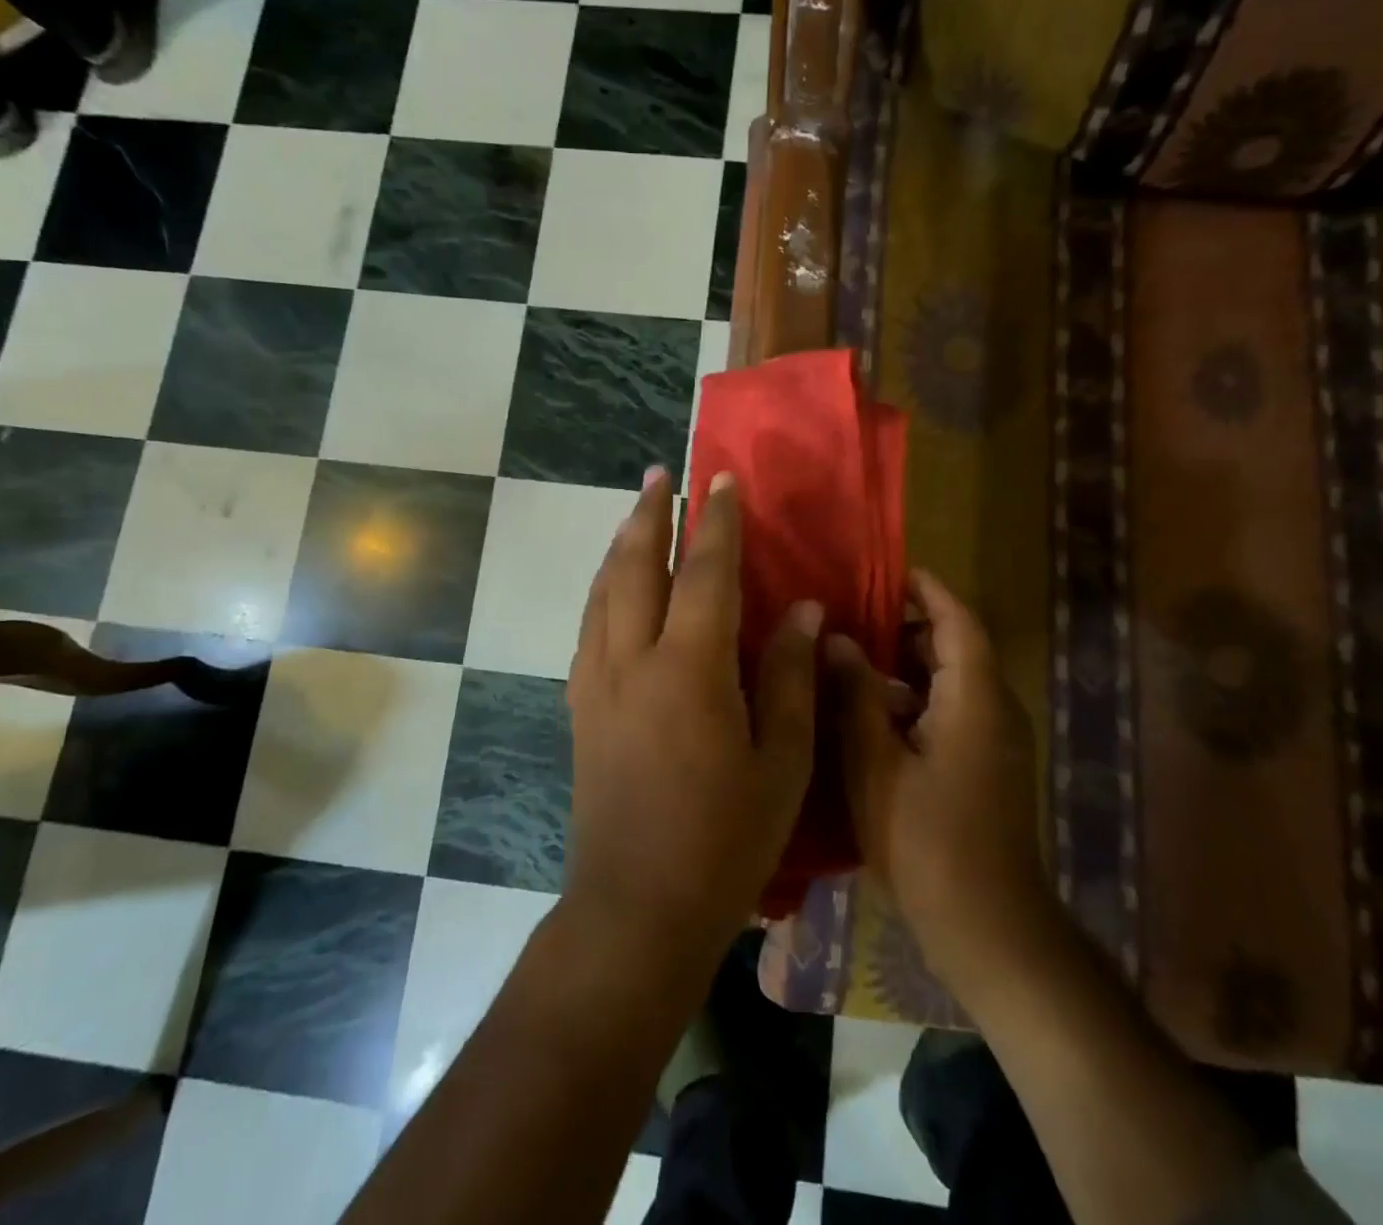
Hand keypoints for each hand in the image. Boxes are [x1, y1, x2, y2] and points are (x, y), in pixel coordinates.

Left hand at [563, 467, 821, 976]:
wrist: (635, 908)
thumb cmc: (724, 841)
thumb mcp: (781, 762)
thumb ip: (791, 677)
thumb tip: (803, 609)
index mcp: (690, 670)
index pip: (706, 573)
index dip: (717, 522)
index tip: (722, 481)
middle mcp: (632, 660)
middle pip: (636, 566)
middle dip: (649, 514)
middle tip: (660, 475)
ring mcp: (596, 682)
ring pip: (603, 591)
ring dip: (620, 545)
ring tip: (635, 515)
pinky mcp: (579, 707)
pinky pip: (589, 626)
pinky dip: (603, 590)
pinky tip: (613, 589)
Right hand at [829, 569, 1049, 1003]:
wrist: (990, 930)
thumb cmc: (927, 842)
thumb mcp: (876, 763)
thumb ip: (857, 695)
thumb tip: (837, 638)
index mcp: (974, 699)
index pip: (958, 621)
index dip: (926, 590)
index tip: (886, 571)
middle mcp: (995, 710)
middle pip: (956, 647)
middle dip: (908, 626)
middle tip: (851, 615)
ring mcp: (995, 742)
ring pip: (953, 681)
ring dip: (908, 664)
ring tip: (852, 658)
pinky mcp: (987, 768)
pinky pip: (953, 710)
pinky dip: (917, 698)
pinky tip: (871, 714)